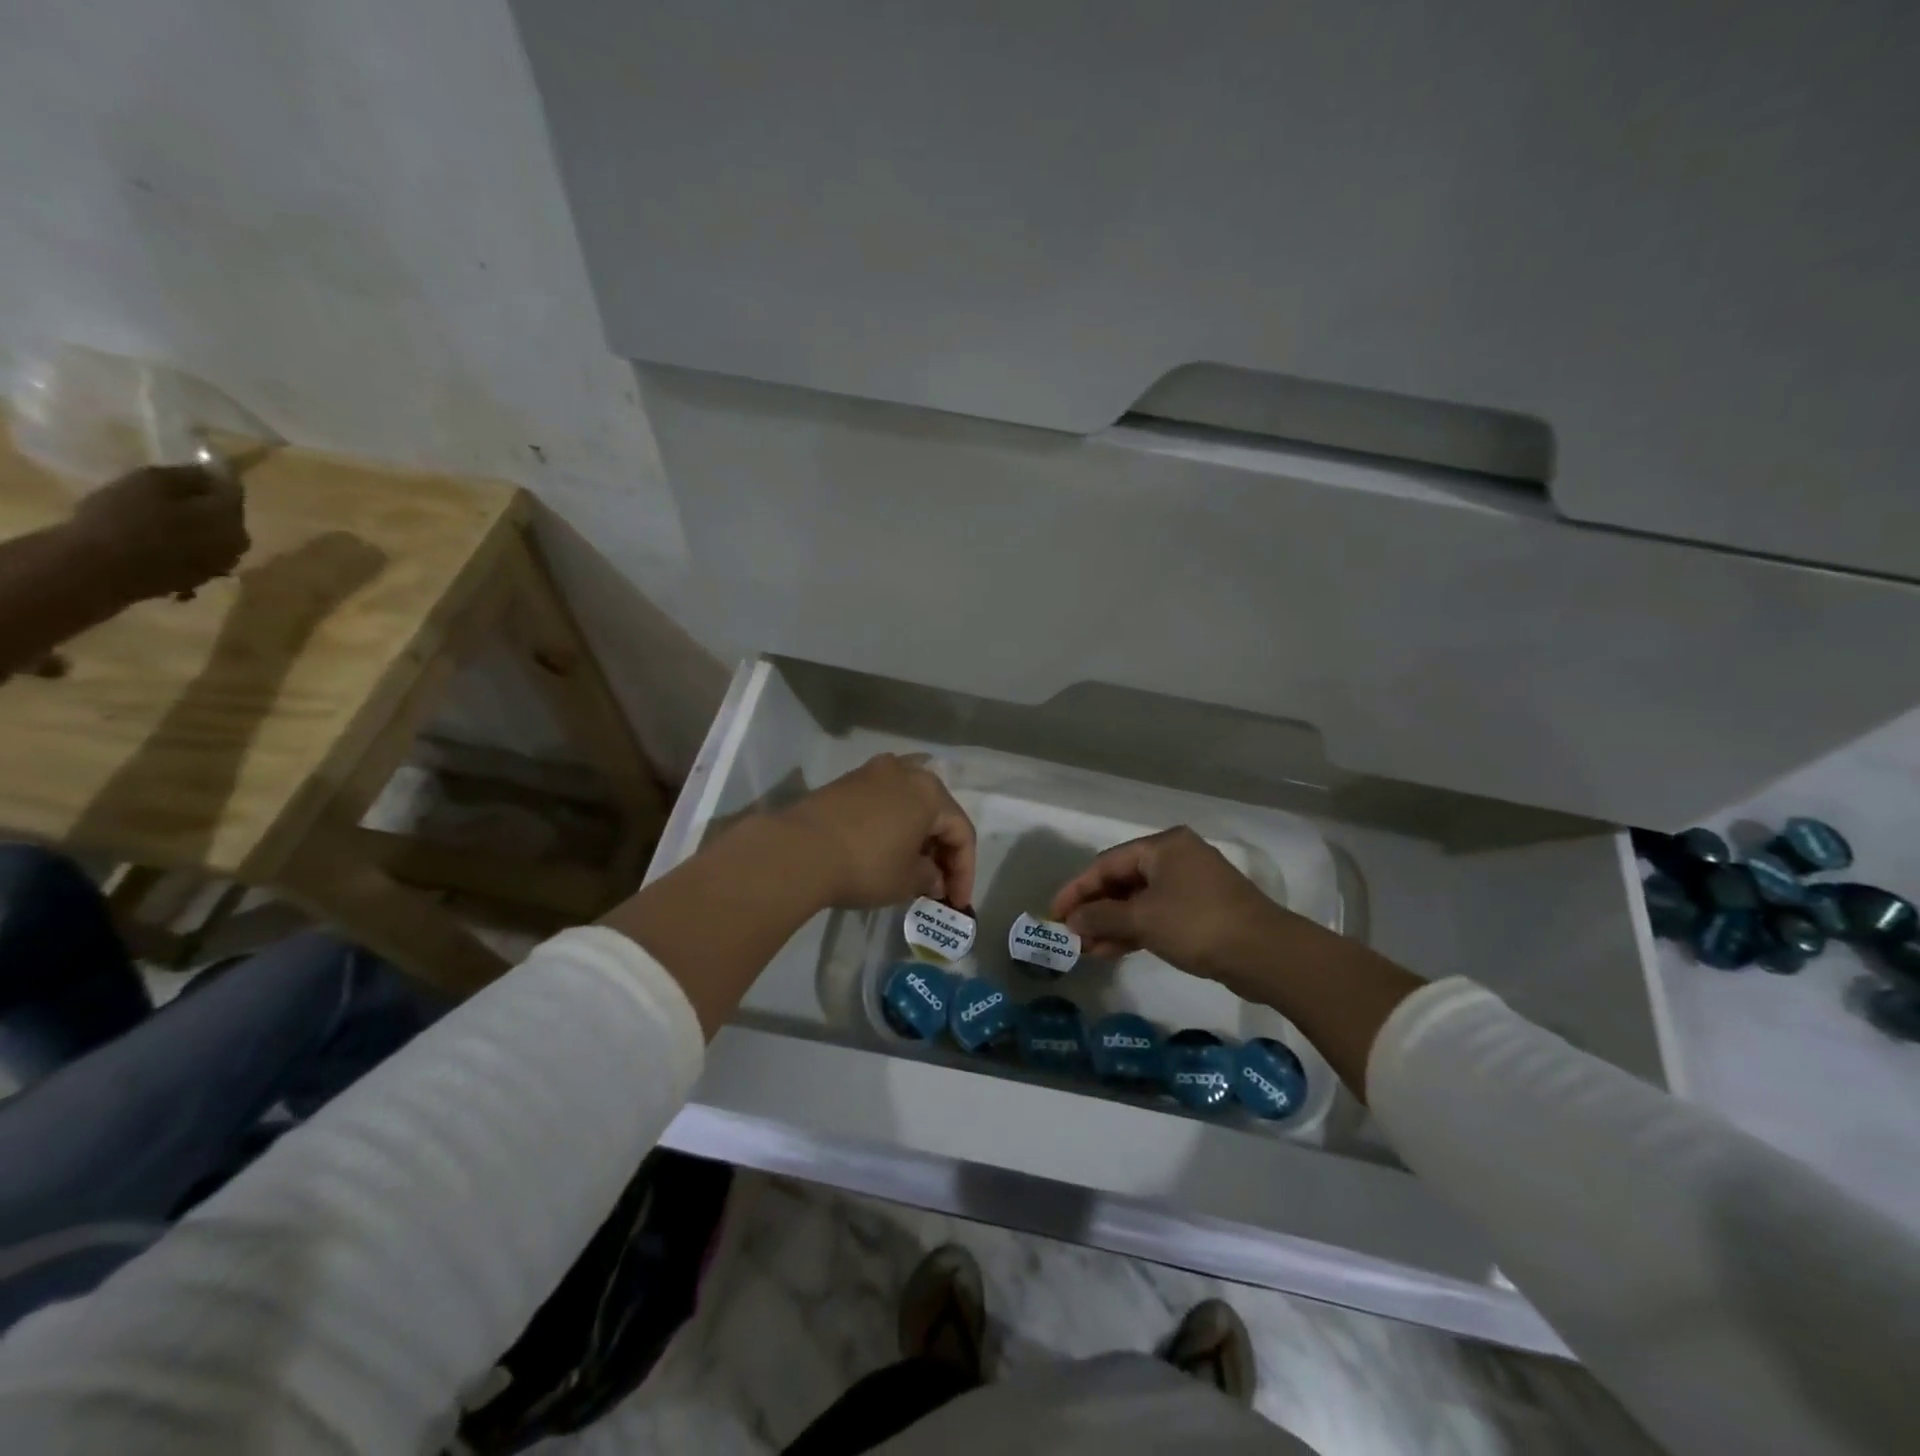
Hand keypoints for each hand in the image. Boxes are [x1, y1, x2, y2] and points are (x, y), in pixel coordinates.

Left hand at [67, 465, 249, 603]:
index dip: (234, 502)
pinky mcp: (110, 541)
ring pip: (179, 531)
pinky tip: (179, 583)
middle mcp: (139, 488)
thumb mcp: (218, 523)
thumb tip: (234, 491)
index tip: (243, 528)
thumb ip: (231, 504)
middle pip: (196, 508)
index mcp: (165, 477)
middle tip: (227, 556)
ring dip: (198, 553)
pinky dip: (173, 566)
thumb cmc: (165, 546)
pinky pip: (156, 550)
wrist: (92, 573)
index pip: (213, 479)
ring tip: (205, 574)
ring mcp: (120, 514)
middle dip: (217, 533)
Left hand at [778, 754, 975, 909]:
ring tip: (912, 867)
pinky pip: (883, 802)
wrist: (798, 851)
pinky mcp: (846, 782)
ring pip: (909, 803)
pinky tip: (885, 850)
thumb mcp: (906, 881)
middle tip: (937, 885)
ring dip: (917, 835)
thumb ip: (929, 878)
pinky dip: (892, 825)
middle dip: (941, 850)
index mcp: (931, 792)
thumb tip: (933, 878)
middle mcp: (906, 771)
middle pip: (937, 812)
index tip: (956, 902)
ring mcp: (873, 772)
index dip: (964, 871)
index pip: (962, 832)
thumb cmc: (866, 865)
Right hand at [1050, 826, 1294, 981]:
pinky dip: (1135, 930)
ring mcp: (1191, 884)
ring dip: (1112, 924)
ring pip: (1139, 900)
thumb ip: (1101, 917)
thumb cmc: (1197, 924)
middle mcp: (1176, 857)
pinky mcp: (1202, 910)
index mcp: (1163, 846)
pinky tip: (1113, 951)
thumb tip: (1071, 922)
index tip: (1054, 914)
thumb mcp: (1142, 919)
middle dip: (1094, 909)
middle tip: (1070, 936)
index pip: (1106, 863)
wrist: (1265, 954)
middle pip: (1122, 880)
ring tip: (1087, 950)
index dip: (1077, 890)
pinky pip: (1157, 914)